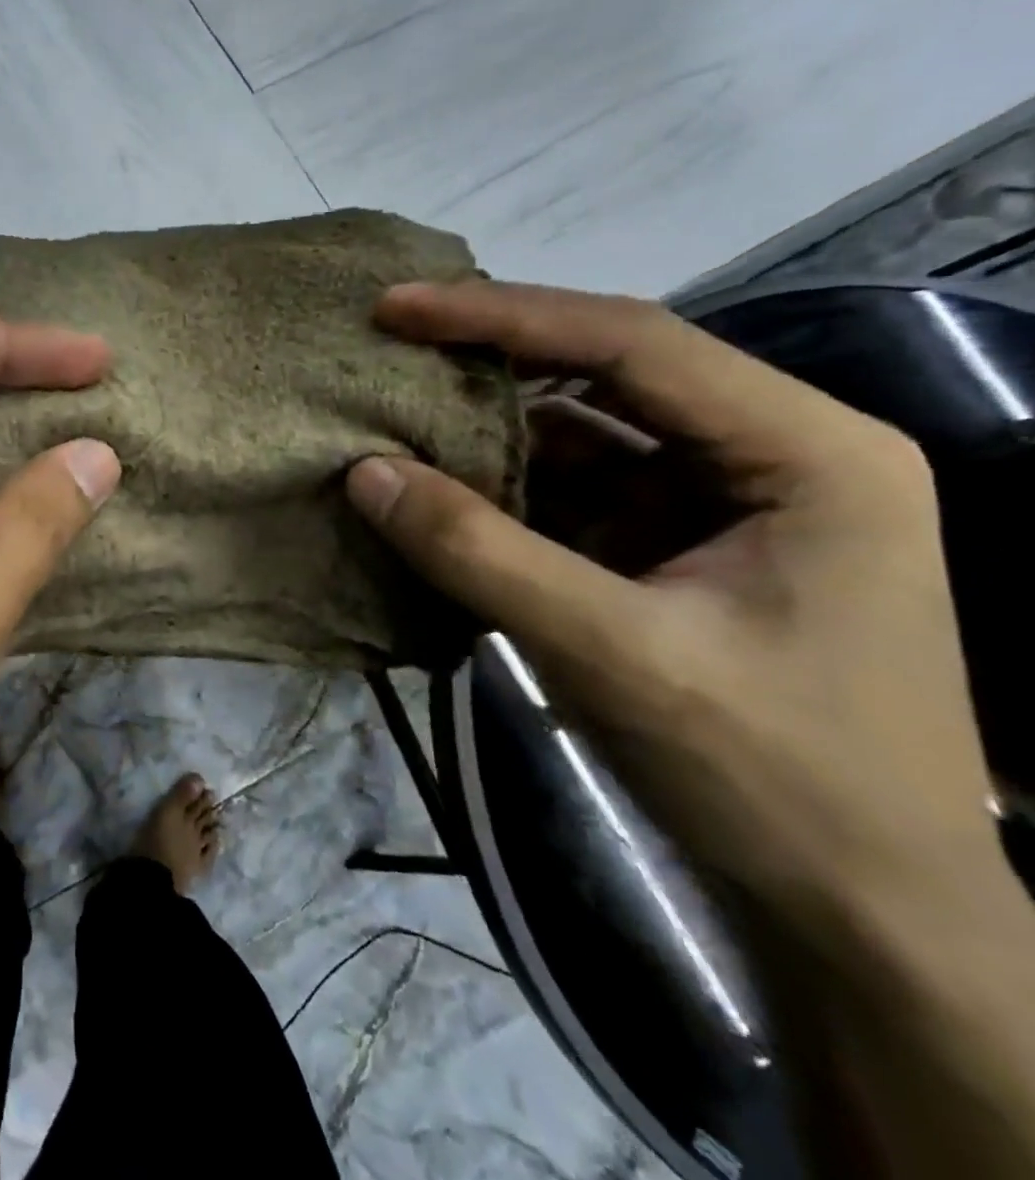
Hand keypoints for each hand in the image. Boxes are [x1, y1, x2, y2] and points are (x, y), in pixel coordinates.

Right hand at [343, 281, 1002, 929]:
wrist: (858, 913)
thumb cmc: (775, 776)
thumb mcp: (613, 653)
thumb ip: (479, 552)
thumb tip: (364, 472)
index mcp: (803, 450)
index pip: (632, 342)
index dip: (503, 317)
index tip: (398, 308)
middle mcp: (767, 454)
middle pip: (609, 374)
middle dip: (494, 360)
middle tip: (390, 345)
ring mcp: (717, 503)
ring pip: (583, 436)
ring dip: (489, 431)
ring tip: (394, 414)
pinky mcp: (672, 549)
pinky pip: (571, 495)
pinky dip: (501, 491)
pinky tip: (436, 490)